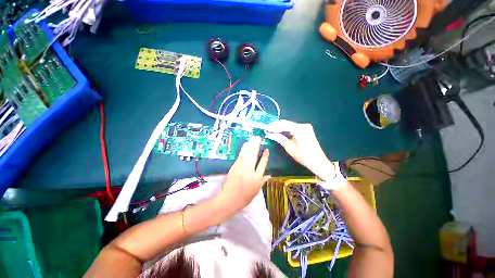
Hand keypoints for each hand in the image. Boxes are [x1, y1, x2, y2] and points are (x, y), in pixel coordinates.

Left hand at [218, 136, 270, 212]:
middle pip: (254, 155)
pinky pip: (240, 156)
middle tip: (258, 138)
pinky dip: (243, 149)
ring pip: (246, 153)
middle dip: (256, 145)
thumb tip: (269, 175)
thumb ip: (262, 181)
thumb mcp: (256, 191)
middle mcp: (249, 171)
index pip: (262, 164)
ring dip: (250, 145)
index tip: (266, 149)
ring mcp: (240, 167)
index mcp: (256, 178)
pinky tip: (246, 145)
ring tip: (253, 138)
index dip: (265, 156)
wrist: (228, 200)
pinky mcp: (234, 166)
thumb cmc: (244, 198)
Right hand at [266, 120, 335, 180]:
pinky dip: (287, 130)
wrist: (318, 162)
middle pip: (286, 124)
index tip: (266, 128)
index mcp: (300, 129)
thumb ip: (278, 138)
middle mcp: (303, 125)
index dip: (273, 126)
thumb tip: (269, 134)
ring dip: (281, 128)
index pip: (283, 124)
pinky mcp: (306, 130)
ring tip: (272, 131)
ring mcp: (305, 127)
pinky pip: (293, 128)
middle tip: (268, 130)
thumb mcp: (289, 147)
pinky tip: (280, 132)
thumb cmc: (303, 156)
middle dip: (276, 127)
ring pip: (289, 125)